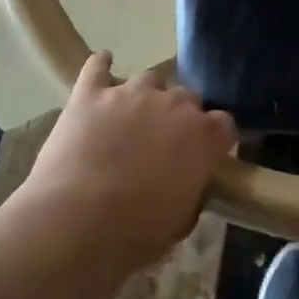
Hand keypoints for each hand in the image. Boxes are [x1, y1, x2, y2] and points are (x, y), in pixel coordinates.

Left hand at [17, 52, 237, 276]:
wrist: (74, 226)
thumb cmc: (134, 234)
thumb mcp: (181, 221)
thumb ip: (192, 189)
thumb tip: (189, 182)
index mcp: (204, 136)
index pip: (224, 123)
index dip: (214, 139)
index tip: (204, 155)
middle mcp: (175, 104)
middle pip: (187, 97)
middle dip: (179, 116)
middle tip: (162, 143)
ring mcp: (132, 93)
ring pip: (150, 79)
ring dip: (146, 96)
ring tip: (132, 117)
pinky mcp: (91, 95)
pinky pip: (97, 68)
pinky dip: (101, 66)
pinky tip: (103, 64)